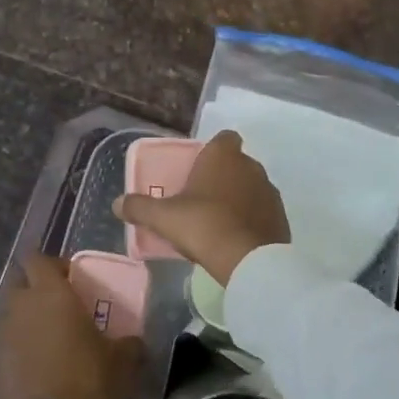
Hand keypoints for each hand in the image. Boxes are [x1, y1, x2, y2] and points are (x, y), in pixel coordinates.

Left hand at [0, 254, 140, 398]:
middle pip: (20, 281)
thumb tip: (136, 342)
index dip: (53, 264)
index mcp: (50, 292)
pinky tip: (32, 363)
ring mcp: (0, 331)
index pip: (38, 258)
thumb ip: (130, 344)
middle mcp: (20, 304)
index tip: (71, 278)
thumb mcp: (121, 361)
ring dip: (25, 317)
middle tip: (59, 306)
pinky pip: (3, 340)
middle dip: (36, 287)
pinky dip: (15, 344)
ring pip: (9, 311)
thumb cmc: (85, 379)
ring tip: (46, 337)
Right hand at [113, 130, 289, 285]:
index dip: (213, 150)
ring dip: (238, 199)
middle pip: (236, 164)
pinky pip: (262, 212)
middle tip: (201, 198)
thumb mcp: (163, 217)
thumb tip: (117, 204)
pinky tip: (236, 238)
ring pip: (251, 188)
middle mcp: (251, 166)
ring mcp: (270, 191)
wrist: (247, 260)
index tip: (198, 168)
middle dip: (222, 177)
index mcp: (223, 156)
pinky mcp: (281, 217)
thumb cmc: (202, 225)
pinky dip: (252, 219)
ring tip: (218, 222)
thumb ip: (139, 207)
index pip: (224, 138)